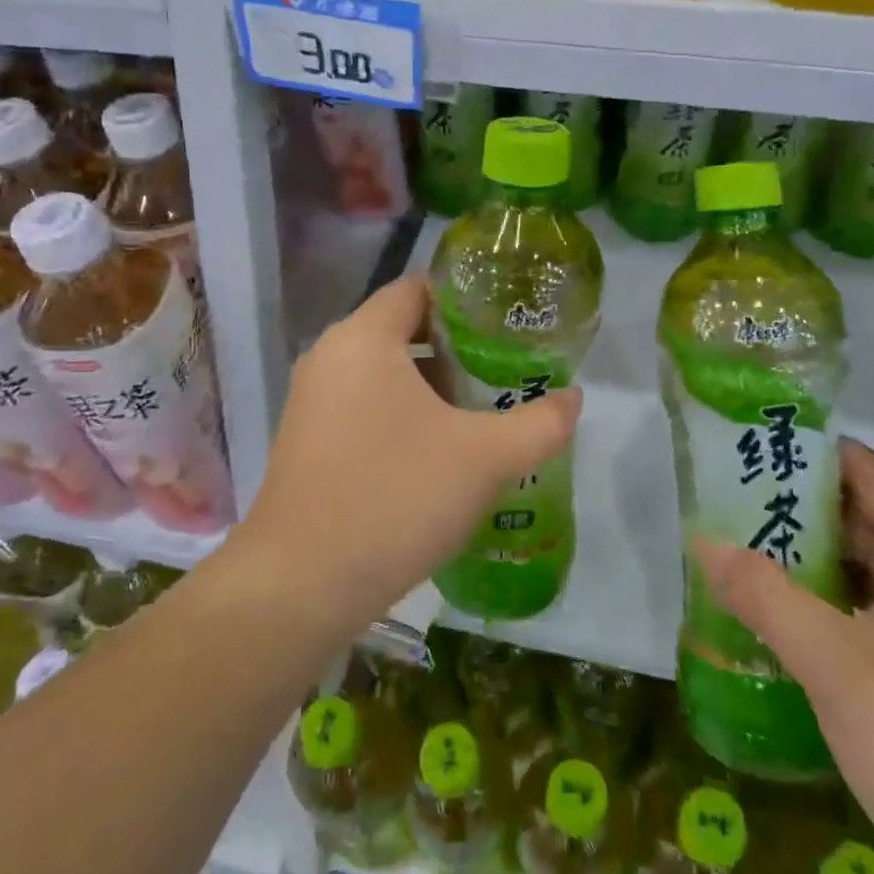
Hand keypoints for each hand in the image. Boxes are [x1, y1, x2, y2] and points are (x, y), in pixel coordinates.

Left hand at [234, 275, 581, 632]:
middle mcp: (330, 356)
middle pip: (403, 328)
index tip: (508, 323)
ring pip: (384, 371)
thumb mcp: (485, 460)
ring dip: (431, 386)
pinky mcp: (307, 439)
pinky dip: (402, 413)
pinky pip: (364, 404)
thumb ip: (540, 423)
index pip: (419, 288)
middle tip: (506, 369)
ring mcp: (312, 399)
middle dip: (456, 348)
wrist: (300, 586)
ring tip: (480, 412)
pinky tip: (438, 452)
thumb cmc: (396, 498)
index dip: (467, 299)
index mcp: (364, 338)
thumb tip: (574, 398)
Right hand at [693, 440, 873, 873]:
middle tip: (733, 498)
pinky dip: (831, 601)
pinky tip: (785, 615)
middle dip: (801, 506)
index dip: (816, 452)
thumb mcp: (834, 663)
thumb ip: (764, 595)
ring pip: (872, 569)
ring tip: (745, 547)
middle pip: (870, 518)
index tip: (755, 445)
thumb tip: (704, 540)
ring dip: (813, 557)